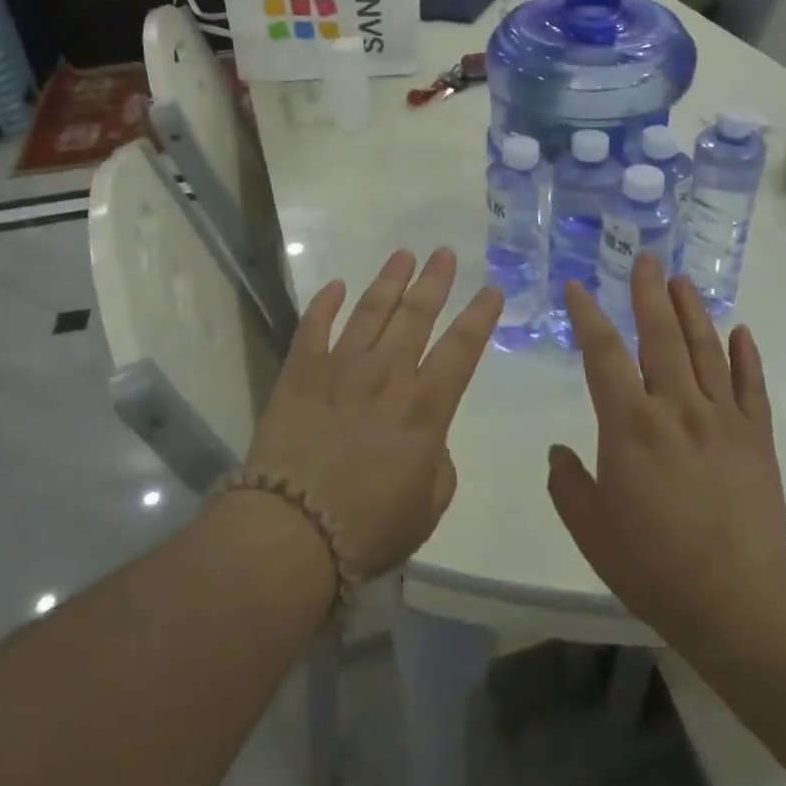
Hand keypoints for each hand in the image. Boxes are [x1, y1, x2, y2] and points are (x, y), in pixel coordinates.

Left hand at [246, 248, 501, 579]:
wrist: (293, 532)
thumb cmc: (369, 528)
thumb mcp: (429, 505)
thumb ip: (438, 463)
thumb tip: (427, 440)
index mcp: (425, 408)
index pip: (462, 349)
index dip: (480, 316)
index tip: (492, 289)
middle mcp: (386, 375)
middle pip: (416, 315)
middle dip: (434, 281)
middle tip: (444, 253)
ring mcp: (339, 369)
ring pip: (369, 311)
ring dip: (388, 281)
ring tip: (403, 256)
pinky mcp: (299, 374)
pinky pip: (313, 328)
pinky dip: (324, 304)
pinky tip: (335, 286)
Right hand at [548, 255, 785, 648]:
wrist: (738, 602)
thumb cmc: (653, 565)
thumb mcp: (591, 529)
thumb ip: (568, 484)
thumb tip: (559, 453)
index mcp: (630, 425)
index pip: (603, 354)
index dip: (588, 315)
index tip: (579, 287)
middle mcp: (676, 408)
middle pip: (660, 335)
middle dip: (649, 293)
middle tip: (645, 258)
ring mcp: (722, 419)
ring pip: (705, 349)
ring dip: (692, 310)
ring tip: (682, 280)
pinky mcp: (756, 438)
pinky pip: (750, 386)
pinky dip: (745, 355)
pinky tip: (740, 331)